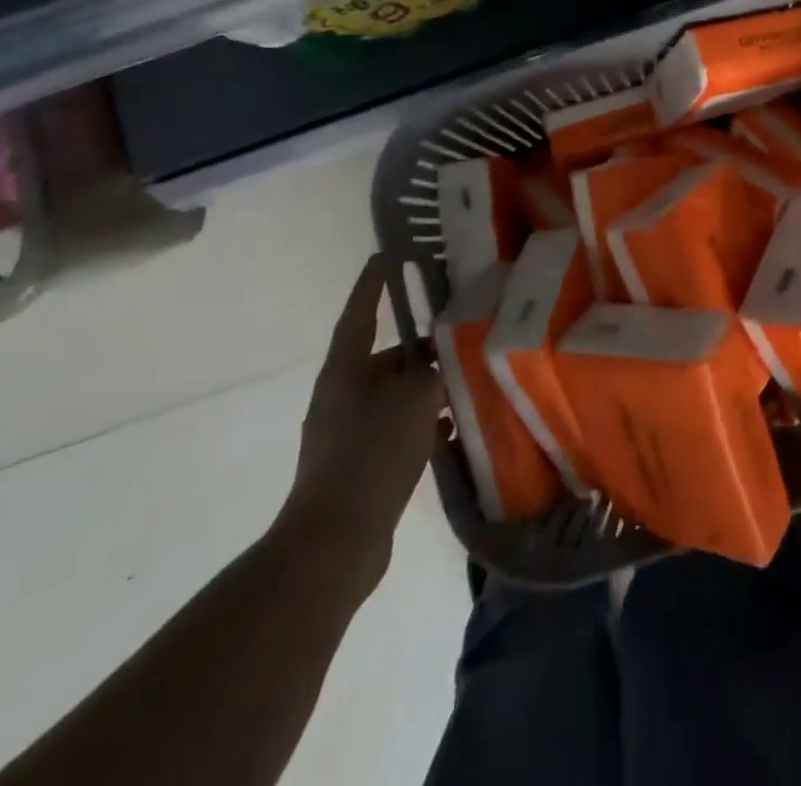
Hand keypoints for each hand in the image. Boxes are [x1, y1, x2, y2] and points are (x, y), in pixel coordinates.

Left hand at [277, 254, 442, 587]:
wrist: (334, 544)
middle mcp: (341, 396)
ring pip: (394, 396)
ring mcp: (348, 434)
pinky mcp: (361, 467)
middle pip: (383, 357)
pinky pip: (398, 431)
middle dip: (419, 345)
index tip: (386, 256)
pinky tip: (455, 426)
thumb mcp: (413, 399)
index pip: (360, 314)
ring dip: (426, 387)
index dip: (373, 285)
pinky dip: (424, 424)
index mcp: (344, 371)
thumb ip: (432, 372)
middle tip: (457, 329)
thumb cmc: (371, 455)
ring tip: (465, 377)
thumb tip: (441, 362)